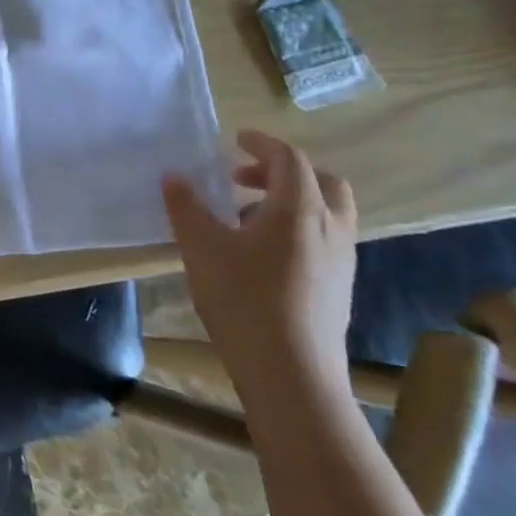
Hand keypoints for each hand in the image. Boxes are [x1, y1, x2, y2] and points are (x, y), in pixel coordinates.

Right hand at [162, 130, 357, 397]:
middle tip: (244, 179)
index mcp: (300, 209)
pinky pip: (325, 239)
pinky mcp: (340, 288)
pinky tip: (262, 255)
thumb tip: (174, 176)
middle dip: (283, 171)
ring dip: (291, 201)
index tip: (235, 140)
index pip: (288, 159)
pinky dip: (299, 228)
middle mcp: (330, 227)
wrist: (292, 376)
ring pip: (327, 212)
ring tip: (247, 218)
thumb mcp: (202, 249)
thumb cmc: (244, 301)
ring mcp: (342, 260)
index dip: (262, 144)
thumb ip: (187, 207)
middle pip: (321, 181)